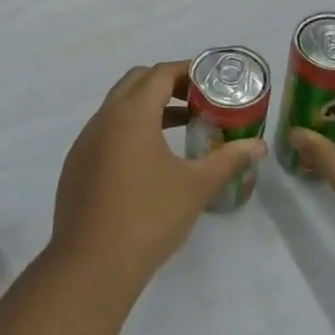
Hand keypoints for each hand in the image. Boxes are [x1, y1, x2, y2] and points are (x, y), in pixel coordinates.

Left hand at [51, 61, 266, 285]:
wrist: (92, 263)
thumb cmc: (149, 216)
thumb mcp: (196, 186)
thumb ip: (228, 160)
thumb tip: (258, 146)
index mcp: (130, 114)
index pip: (159, 74)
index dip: (186, 71)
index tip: (211, 79)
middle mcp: (102, 120)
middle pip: (135, 83)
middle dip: (166, 84)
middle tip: (198, 100)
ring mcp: (84, 143)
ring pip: (117, 109)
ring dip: (147, 108)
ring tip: (180, 127)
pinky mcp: (76, 167)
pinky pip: (105, 133)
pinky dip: (129, 131)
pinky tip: (149, 160)